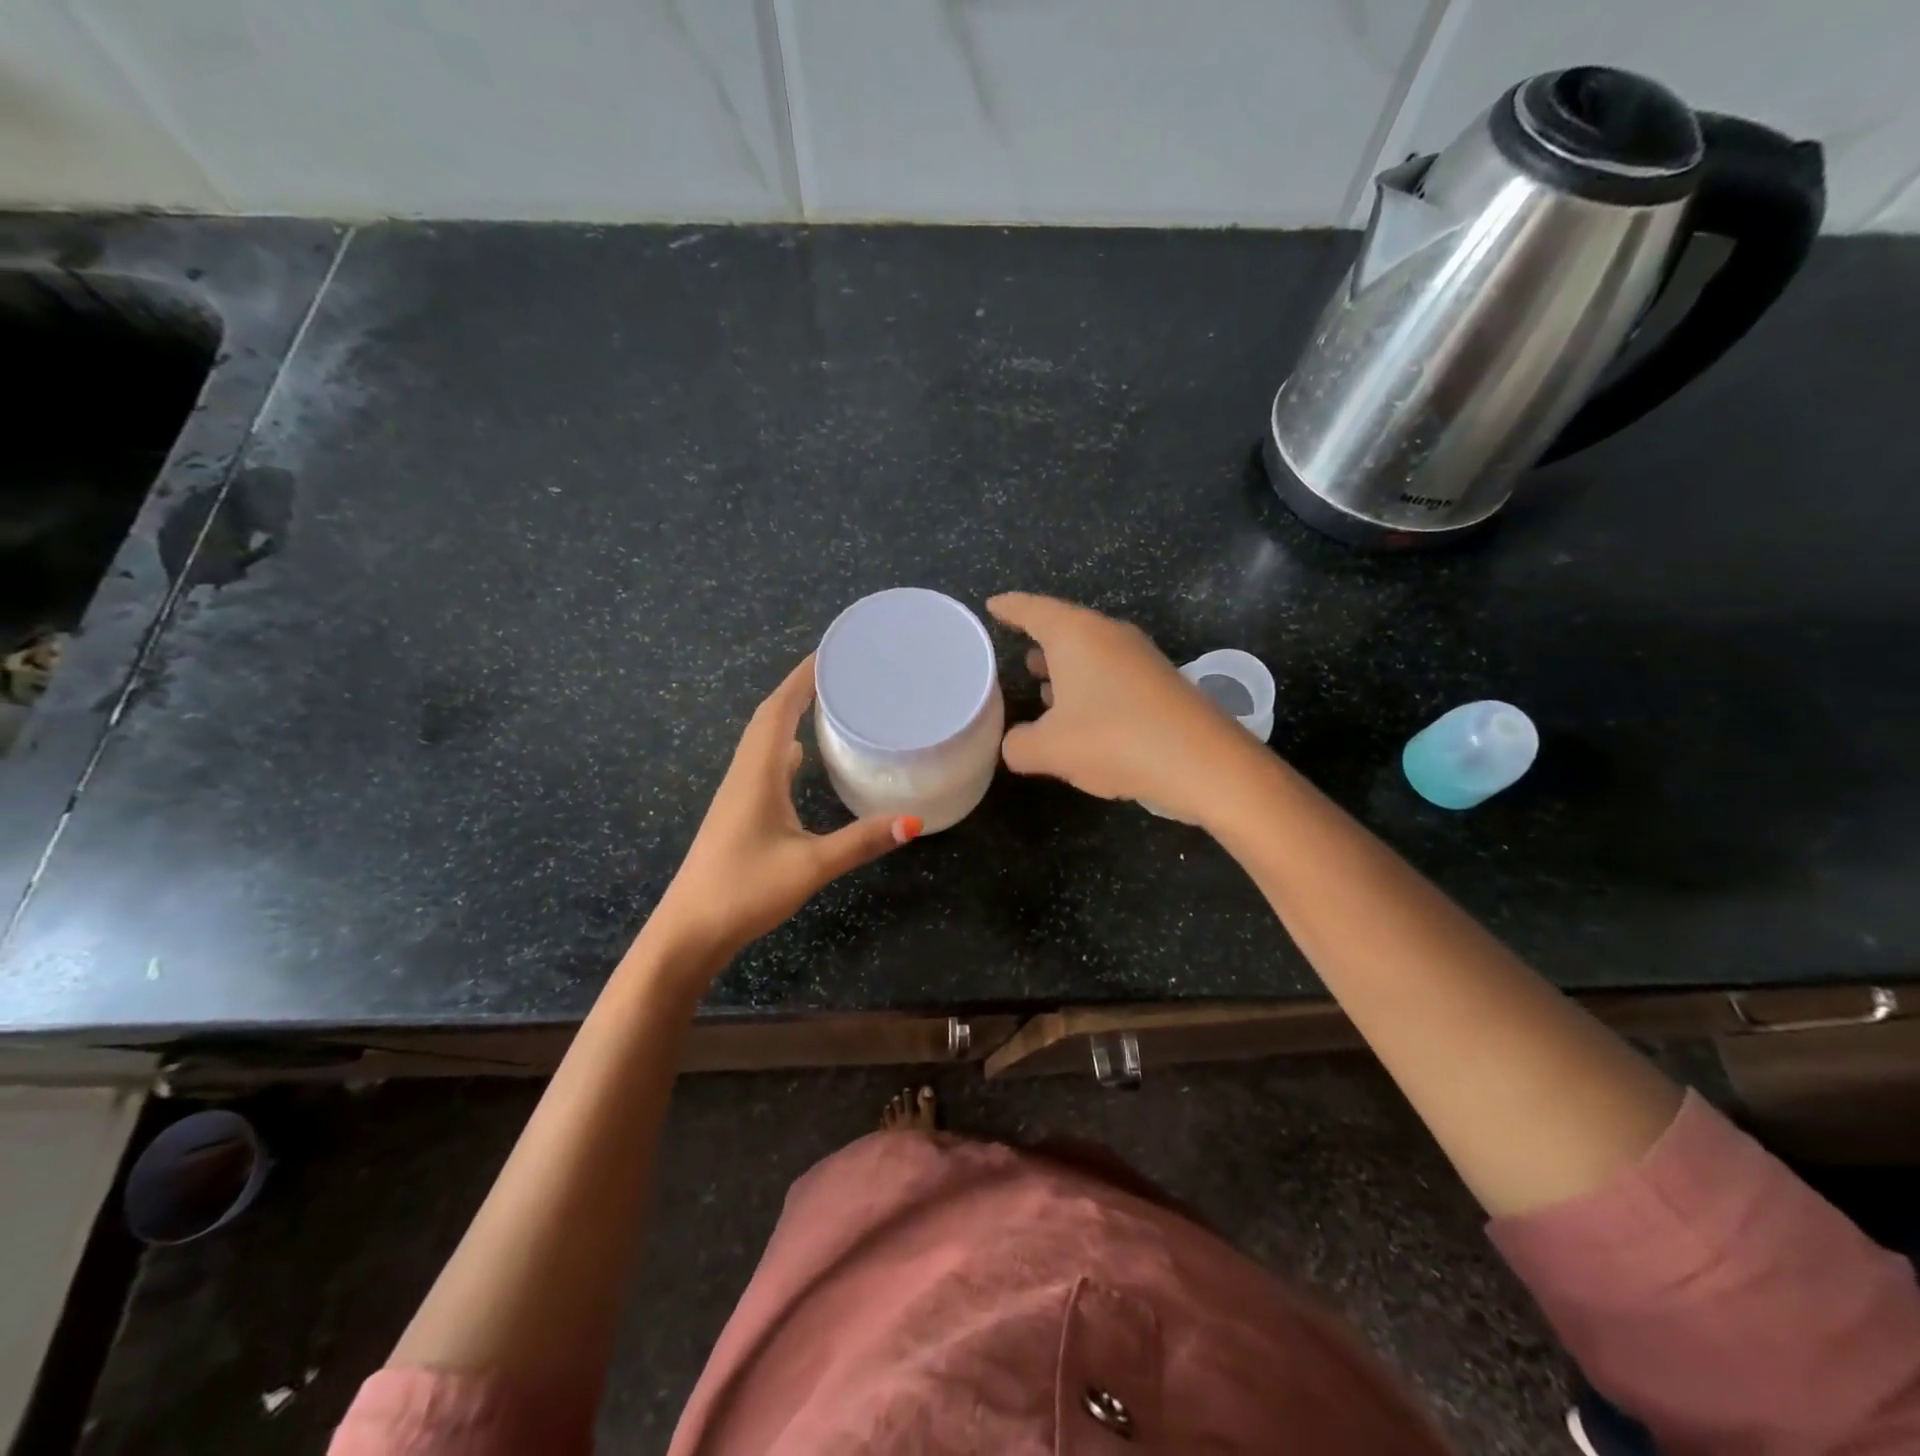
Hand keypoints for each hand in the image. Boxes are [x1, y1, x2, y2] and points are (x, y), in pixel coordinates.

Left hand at [643, 656, 919, 975]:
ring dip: (790, 716)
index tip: (832, 652)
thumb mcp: (809, 866)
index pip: (778, 710)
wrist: (689, 932)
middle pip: (769, 717)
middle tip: (839, 672)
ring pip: (764, 740)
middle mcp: (744, 775)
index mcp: (756, 774)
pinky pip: (764, 765)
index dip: (802, 677)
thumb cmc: (744, 891)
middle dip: (800, 688)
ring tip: (826, 703)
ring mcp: (738, 795)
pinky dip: (784, 748)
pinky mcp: (739, 814)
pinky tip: (801, 757)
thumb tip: (914, 820)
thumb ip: (861, 841)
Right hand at [987, 593, 1265, 826]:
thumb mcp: (1049, 750)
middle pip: (1066, 629)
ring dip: (1066, 668)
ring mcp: (1139, 658)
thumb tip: (1015, 744)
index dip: (1010, 608)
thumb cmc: (1114, 740)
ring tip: (1041, 686)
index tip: (993, 605)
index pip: (1033, 610)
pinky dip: (1089, 688)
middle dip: (1039, 640)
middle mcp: (1109, 636)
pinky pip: (1111, 675)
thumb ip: (1018, 745)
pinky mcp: (1160, 684)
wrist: (1203, 762)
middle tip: (1015, 650)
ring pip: (1091, 654)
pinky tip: (1081, 715)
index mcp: (1076, 635)